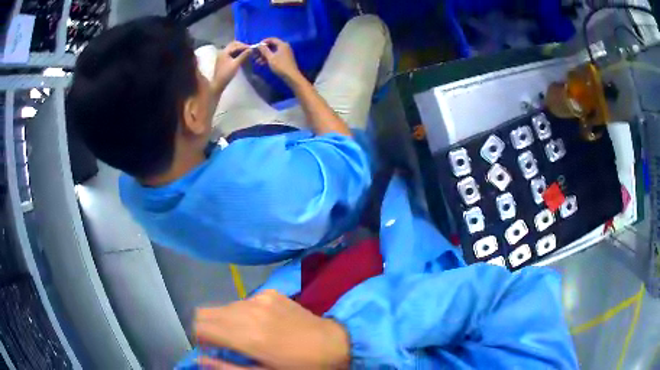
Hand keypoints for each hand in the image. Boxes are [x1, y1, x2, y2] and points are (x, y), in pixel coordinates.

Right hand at [194, 290, 349, 368]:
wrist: (334, 343)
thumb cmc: (299, 366)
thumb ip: (228, 367)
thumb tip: (200, 359)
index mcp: (246, 336)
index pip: (200, 326)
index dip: (198, 338)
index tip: (209, 349)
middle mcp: (248, 311)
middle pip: (205, 312)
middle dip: (207, 327)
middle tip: (222, 343)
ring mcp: (260, 298)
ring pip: (223, 306)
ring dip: (225, 320)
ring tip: (243, 335)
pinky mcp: (270, 292)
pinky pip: (243, 301)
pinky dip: (242, 313)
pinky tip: (261, 324)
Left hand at [211, 41, 251, 93]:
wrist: (218, 83)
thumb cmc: (226, 74)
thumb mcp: (236, 64)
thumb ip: (244, 55)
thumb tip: (251, 49)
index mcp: (224, 52)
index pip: (235, 45)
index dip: (244, 46)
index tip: (252, 48)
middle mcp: (222, 52)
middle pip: (233, 45)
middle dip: (242, 46)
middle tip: (249, 49)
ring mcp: (222, 56)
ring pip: (232, 49)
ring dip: (240, 49)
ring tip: (247, 52)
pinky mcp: (223, 60)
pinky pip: (231, 53)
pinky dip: (237, 53)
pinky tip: (242, 56)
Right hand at [256, 38, 302, 82]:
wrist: (291, 76)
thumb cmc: (280, 66)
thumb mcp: (270, 58)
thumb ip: (264, 50)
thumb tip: (259, 44)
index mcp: (282, 44)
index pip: (272, 39)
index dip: (264, 42)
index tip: (256, 46)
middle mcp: (284, 47)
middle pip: (272, 45)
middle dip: (263, 50)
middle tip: (255, 54)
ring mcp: (285, 53)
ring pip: (273, 51)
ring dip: (265, 55)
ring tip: (257, 61)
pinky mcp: (285, 59)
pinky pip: (275, 56)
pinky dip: (269, 58)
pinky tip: (262, 63)